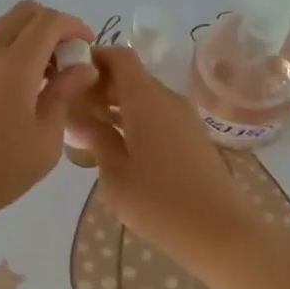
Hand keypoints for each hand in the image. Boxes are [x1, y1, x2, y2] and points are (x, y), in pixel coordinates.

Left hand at [0, 1, 96, 235]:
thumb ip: (63, 96)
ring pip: (0, 30)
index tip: (87, 48)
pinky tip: (9, 95)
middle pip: (22, 13)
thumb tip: (81, 68)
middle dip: (51, 27)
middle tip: (64, 62)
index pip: (49, 20)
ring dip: (26, 41)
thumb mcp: (43, 141)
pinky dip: (4, 56)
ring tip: (39, 82)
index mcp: (14, 64)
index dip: (75, 26)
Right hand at [75, 46, 270, 266]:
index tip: (67, 75)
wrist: (221, 232)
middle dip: (100, 84)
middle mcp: (167, 99)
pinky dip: (134, 119)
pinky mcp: (192, 137)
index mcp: (146, 99)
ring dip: (116, 104)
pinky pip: (157, 114)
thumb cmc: (160, 203)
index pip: (119, 56)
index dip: (93, 58)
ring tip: (87, 128)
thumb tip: (80, 117)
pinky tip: (117, 146)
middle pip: (130, 75)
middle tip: (70, 108)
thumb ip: (96, 139)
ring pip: (144, 96)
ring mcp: (184, 118)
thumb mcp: (115, 174)